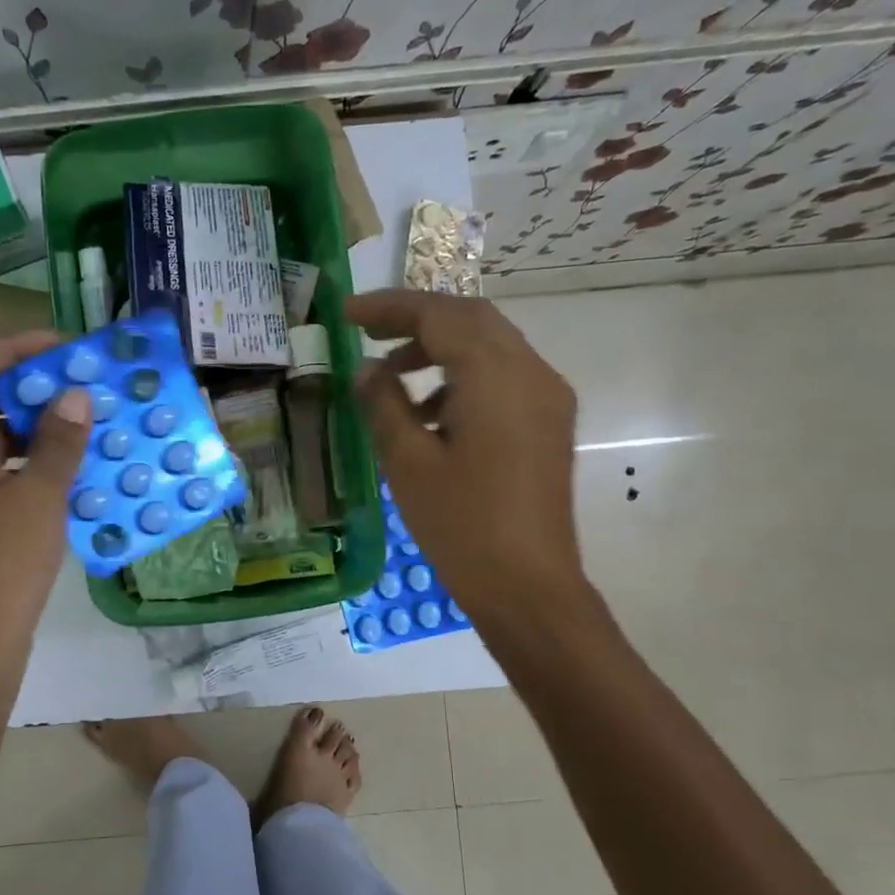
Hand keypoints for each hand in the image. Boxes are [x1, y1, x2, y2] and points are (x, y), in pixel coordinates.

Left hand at [0, 332, 91, 670]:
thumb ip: (60, 440)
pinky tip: (71, 468)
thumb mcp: (40, 498)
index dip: (21, 347)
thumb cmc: (1, 567)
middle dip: (36, 387)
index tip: (70, 349)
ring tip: (88, 422)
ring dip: (37, 426)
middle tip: (87, 386)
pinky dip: (29, 461)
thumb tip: (76, 394)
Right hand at [346, 290, 588, 617]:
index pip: (440, 316)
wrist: (528, 586)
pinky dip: (462, 376)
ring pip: (490, 345)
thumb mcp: (408, 463)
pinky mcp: (548, 422)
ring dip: (440, 347)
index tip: (346, 313)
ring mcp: (547, 398)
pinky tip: (429, 412)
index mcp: (496, 377)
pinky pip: (502, 376)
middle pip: (471, 319)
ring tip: (391, 375)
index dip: (389, 308)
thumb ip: (384, 404)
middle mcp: (531, 373)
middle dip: (416, 319)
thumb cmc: (461, 526)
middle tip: (367, 331)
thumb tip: (368, 370)